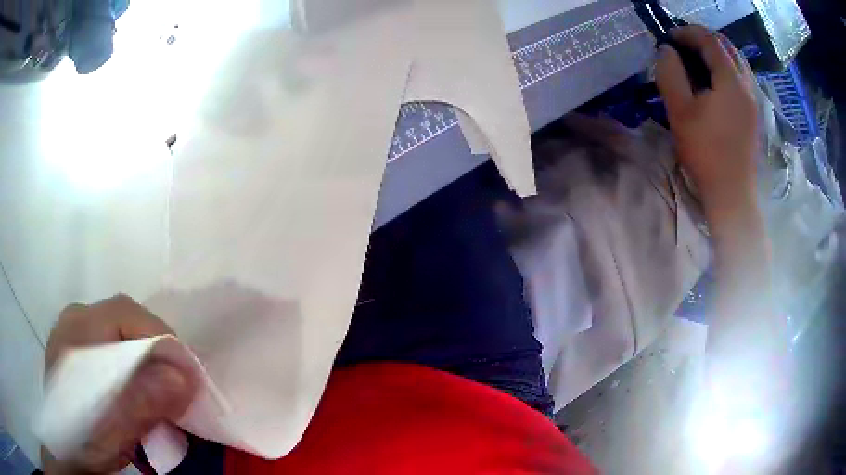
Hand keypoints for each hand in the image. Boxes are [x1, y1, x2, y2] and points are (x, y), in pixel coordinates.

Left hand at [43, 295, 196, 474]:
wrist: (65, 449)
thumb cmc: (84, 438)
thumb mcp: (115, 426)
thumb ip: (145, 400)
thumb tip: (186, 378)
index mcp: (80, 328)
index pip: (129, 314)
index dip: (163, 340)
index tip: (189, 377)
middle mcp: (77, 319)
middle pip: (127, 321)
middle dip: (157, 352)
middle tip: (177, 388)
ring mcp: (75, 332)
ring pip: (122, 335)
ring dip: (146, 361)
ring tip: (161, 393)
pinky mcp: (78, 351)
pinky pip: (113, 347)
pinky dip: (133, 366)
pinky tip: (137, 390)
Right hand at [656, 25, 758, 218]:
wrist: (732, 193)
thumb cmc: (705, 153)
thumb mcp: (680, 111)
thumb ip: (670, 73)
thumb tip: (667, 50)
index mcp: (731, 81)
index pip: (710, 40)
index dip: (688, 32)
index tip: (669, 37)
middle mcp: (747, 85)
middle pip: (727, 46)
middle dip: (703, 38)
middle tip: (683, 45)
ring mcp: (754, 100)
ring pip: (737, 60)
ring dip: (717, 52)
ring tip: (698, 59)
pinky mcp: (754, 113)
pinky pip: (742, 76)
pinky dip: (727, 67)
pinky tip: (715, 79)